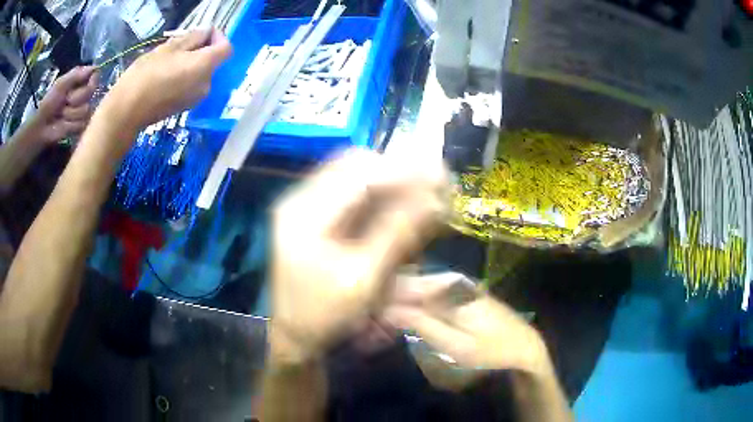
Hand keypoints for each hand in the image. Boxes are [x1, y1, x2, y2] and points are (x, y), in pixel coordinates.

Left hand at [28, 66, 97, 142]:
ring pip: (86, 109)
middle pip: (92, 92)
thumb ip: (77, 73)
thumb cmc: (48, 104)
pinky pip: (82, 123)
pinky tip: (62, 126)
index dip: (89, 81)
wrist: (40, 129)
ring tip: (61, 116)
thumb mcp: (61, 84)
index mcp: (79, 84)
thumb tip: (95, 68)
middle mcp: (83, 97)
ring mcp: (82, 114)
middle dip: (76, 97)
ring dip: (71, 113)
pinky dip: (70, 125)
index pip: (95, 76)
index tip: (79, 84)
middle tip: (64, 102)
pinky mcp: (79, 129)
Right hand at [98, 29, 230, 131]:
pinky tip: (167, 76)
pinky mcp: (185, 107)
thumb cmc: (146, 74)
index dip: (218, 37)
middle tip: (181, 44)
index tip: (202, 32)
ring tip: (170, 60)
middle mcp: (206, 84)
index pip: (225, 48)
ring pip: (201, 73)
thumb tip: (206, 31)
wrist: (127, 112)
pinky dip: (186, 77)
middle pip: (213, 61)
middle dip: (201, 49)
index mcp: (205, 66)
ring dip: (192, 63)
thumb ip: (192, 38)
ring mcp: (196, 98)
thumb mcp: (169, 48)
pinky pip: (192, 86)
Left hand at [270, 150, 446, 363]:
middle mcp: (300, 199)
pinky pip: (350, 191)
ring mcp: (304, 204)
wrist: (295, 332)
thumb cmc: (325, 313)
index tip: (438, 175)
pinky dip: (378, 193)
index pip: (358, 174)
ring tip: (421, 193)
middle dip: (397, 171)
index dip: (401, 171)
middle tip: (433, 185)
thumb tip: (433, 199)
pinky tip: (399, 205)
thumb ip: (397, 233)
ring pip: (354, 174)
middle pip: (354, 165)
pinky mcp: (313, 214)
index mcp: (304, 214)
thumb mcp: (364, 278)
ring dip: (390, 180)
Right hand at [385, 273, 553, 377]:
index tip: (363, 320)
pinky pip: (424, 297)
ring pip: (412, 290)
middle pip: (404, 284)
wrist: (524, 347)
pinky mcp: (457, 295)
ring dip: (395, 308)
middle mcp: (449, 279)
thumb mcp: (455, 344)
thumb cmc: (491, 351)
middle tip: (369, 329)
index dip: (377, 300)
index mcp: (447, 287)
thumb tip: (386, 308)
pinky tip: (403, 324)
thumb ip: (420, 324)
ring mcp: (454, 286)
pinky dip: (410, 310)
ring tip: (380, 329)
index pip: (400, 285)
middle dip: (384, 305)